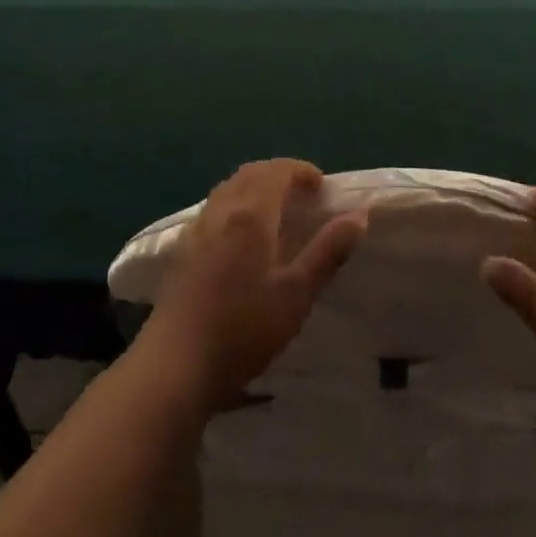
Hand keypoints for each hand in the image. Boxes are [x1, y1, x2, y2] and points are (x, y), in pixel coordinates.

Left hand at [140, 159, 365, 411]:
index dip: (301, 171)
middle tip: (302, 194)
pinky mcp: (182, 251)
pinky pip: (214, 209)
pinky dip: (235, 205)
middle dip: (278, 174)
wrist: (176, 365)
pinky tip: (242, 238)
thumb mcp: (297, 293)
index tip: (321, 187)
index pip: (277, 171)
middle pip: (250, 173)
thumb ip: (328, 251)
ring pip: (228, 189)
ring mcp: (197, 230)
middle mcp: (221, 211)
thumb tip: (359, 214)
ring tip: (276, 212)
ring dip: (254, 187)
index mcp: (251, 214)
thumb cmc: (244, 328)